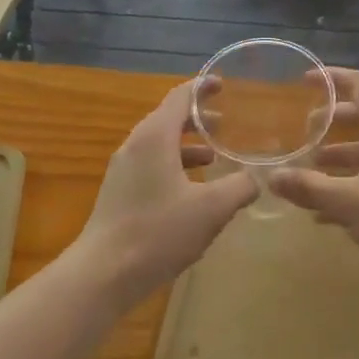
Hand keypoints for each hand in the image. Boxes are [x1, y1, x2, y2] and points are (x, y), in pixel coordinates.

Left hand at [74, 80, 256, 301]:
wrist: (102, 274)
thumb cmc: (158, 232)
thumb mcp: (211, 209)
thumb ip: (239, 187)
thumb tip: (256, 179)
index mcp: (155, 137)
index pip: (180, 97)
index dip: (202, 87)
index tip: (222, 84)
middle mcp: (136, 145)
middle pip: (169, 119)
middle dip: (198, 119)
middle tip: (226, 123)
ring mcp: (123, 170)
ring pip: (160, 145)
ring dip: (188, 146)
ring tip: (214, 157)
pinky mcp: (119, 193)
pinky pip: (152, 165)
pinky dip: (175, 166)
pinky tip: (192, 191)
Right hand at [269, 68, 358, 281]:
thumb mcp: (350, 202)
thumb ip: (310, 188)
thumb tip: (271, 177)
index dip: (332, 78)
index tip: (306, 80)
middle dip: (331, 123)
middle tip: (304, 133)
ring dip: (339, 159)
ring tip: (310, 176)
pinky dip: (352, 186)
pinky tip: (329, 215)